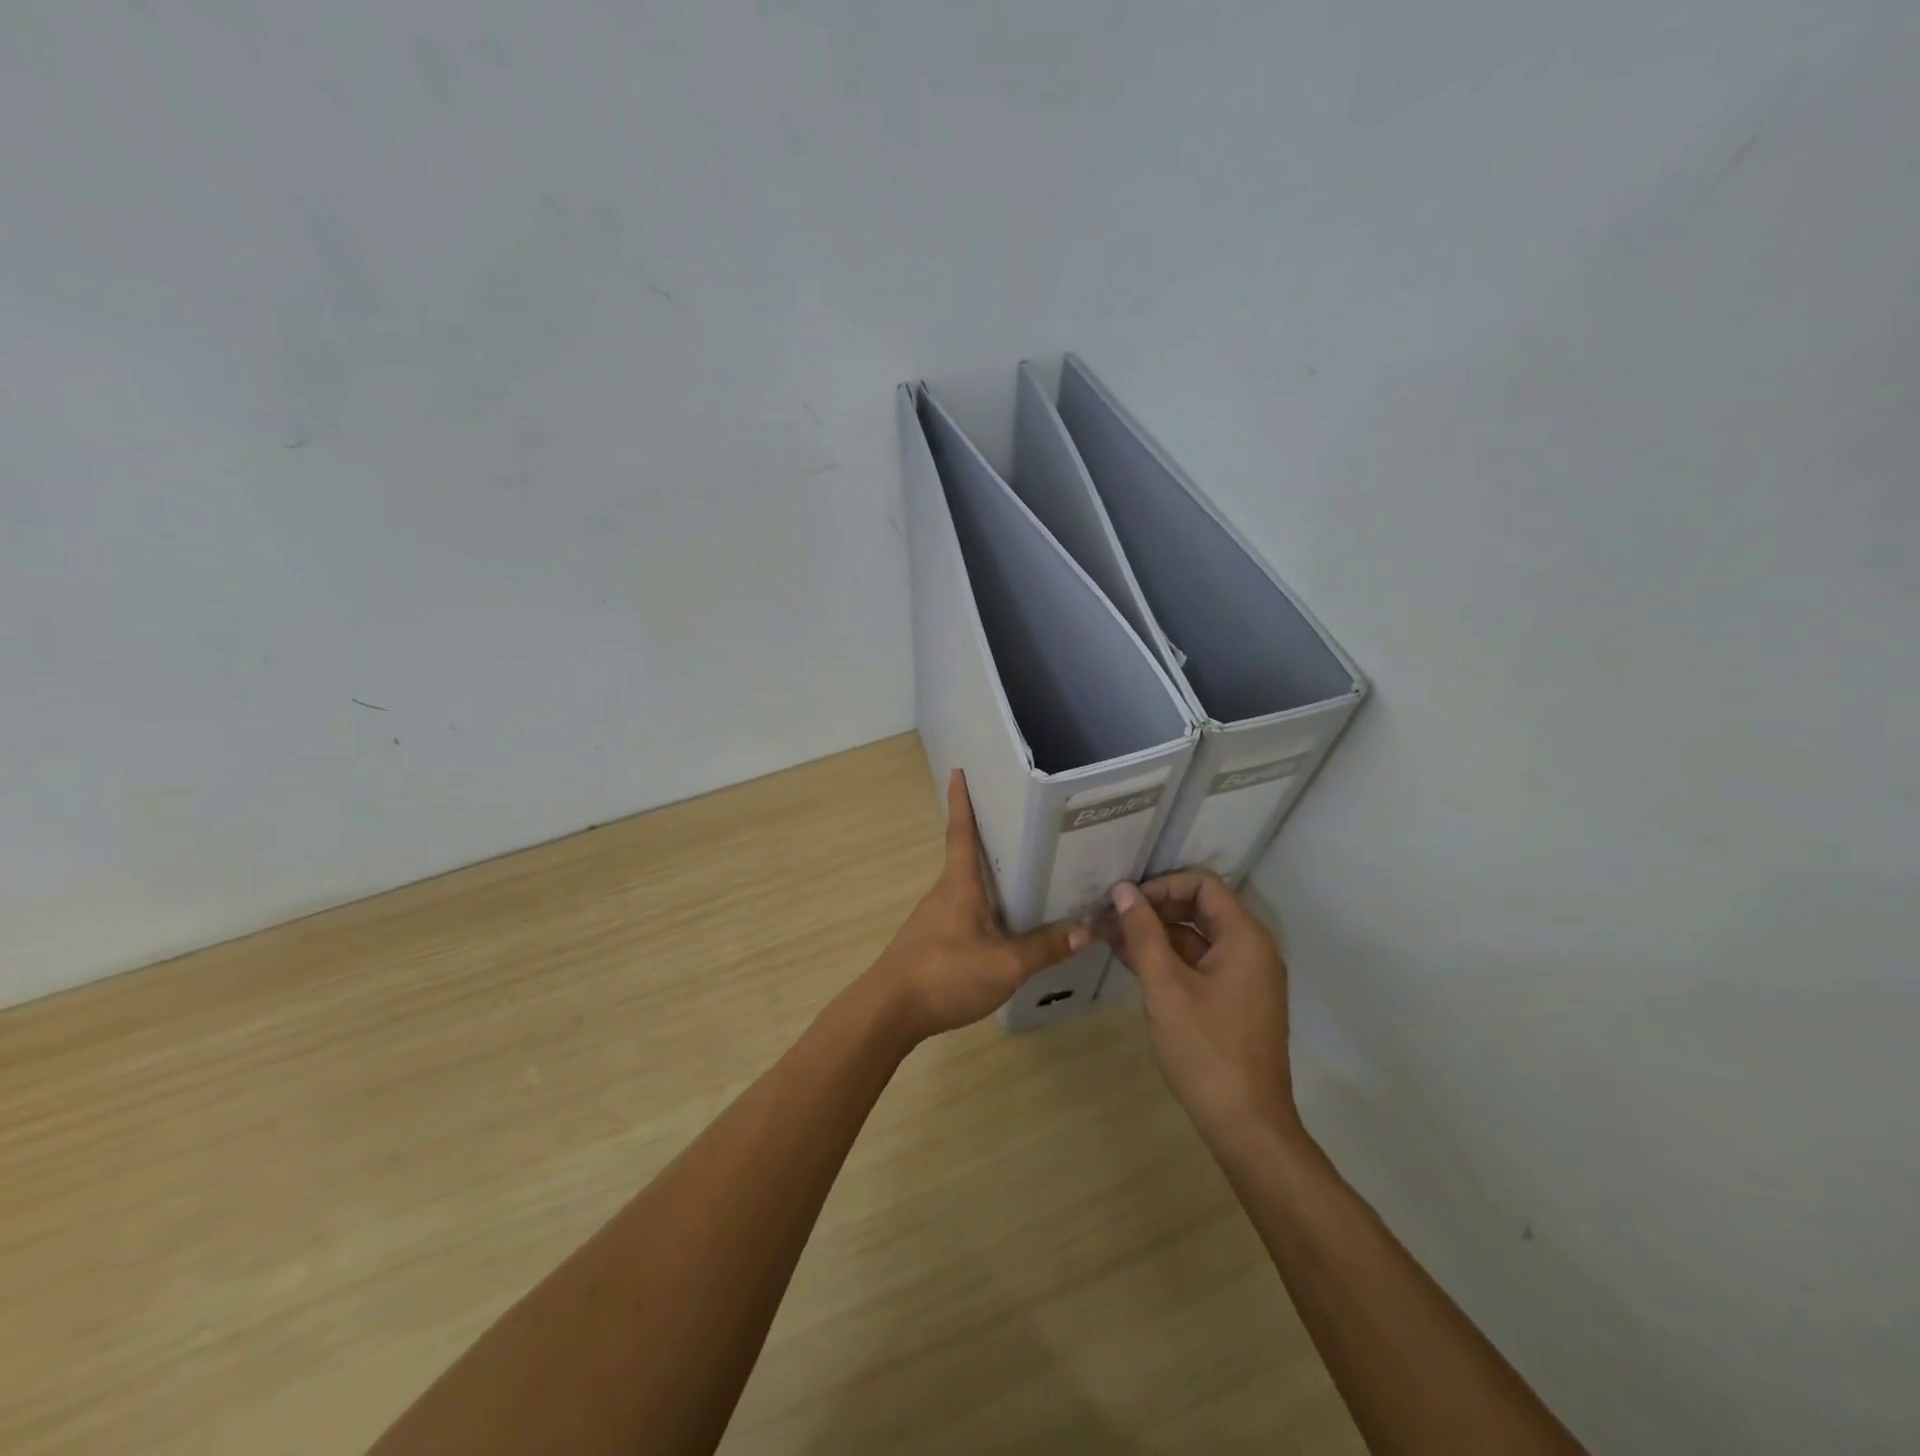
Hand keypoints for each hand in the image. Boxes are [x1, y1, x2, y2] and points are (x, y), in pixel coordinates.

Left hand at [866, 770, 1089, 1043]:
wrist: (888, 1012)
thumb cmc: (944, 975)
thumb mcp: (1004, 965)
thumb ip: (1044, 948)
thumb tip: (1087, 929)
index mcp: (958, 885)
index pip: (961, 833)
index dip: (961, 801)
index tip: (958, 771)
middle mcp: (943, 893)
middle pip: (966, 858)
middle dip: (988, 839)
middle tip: (1021, 825)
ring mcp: (934, 919)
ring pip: (966, 889)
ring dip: (988, 878)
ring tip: (1023, 876)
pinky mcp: (930, 943)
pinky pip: (963, 914)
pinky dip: (984, 908)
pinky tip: (1004, 927)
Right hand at [1103, 870, 1303, 1146]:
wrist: (1246, 1125)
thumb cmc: (1206, 1050)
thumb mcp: (1165, 987)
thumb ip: (1143, 934)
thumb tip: (1123, 890)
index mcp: (1244, 938)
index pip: (1203, 884)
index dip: (1161, 885)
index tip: (1125, 902)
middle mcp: (1251, 950)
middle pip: (1199, 908)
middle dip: (1154, 908)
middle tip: (1111, 917)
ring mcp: (1244, 977)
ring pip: (1196, 937)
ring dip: (1156, 934)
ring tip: (1109, 937)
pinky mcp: (1234, 1000)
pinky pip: (1199, 964)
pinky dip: (1168, 959)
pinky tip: (1131, 962)